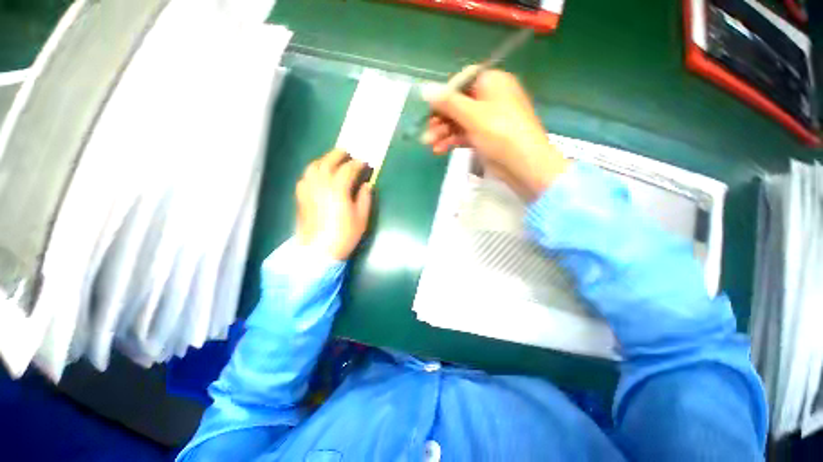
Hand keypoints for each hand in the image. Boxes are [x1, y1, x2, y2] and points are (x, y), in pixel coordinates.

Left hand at [295, 149, 372, 259]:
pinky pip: (305, 177)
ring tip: (332, 160)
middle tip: (347, 153)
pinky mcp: (301, 197)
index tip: (364, 163)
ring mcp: (308, 190)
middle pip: (327, 162)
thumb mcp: (361, 218)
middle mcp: (321, 185)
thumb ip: (364, 199)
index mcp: (338, 190)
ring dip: (323, 159)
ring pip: (313, 167)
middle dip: (338, 155)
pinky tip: (318, 175)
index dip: (357, 164)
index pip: (347, 170)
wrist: (319, 251)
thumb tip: (367, 185)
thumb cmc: (344, 235)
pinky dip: (313, 171)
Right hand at [421, 67, 569, 201]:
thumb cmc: (501, 133)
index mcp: (492, 83)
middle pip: (458, 104)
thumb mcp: (473, 115)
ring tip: (429, 144)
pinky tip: (439, 150)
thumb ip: (448, 102)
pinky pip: (464, 135)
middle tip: (426, 133)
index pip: (462, 82)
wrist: (524, 165)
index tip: (430, 109)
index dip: (444, 95)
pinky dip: (452, 141)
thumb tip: (425, 89)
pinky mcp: (485, 137)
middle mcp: (490, 98)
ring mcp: (487, 120)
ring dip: (443, 132)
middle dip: (440, 119)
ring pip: (459, 121)